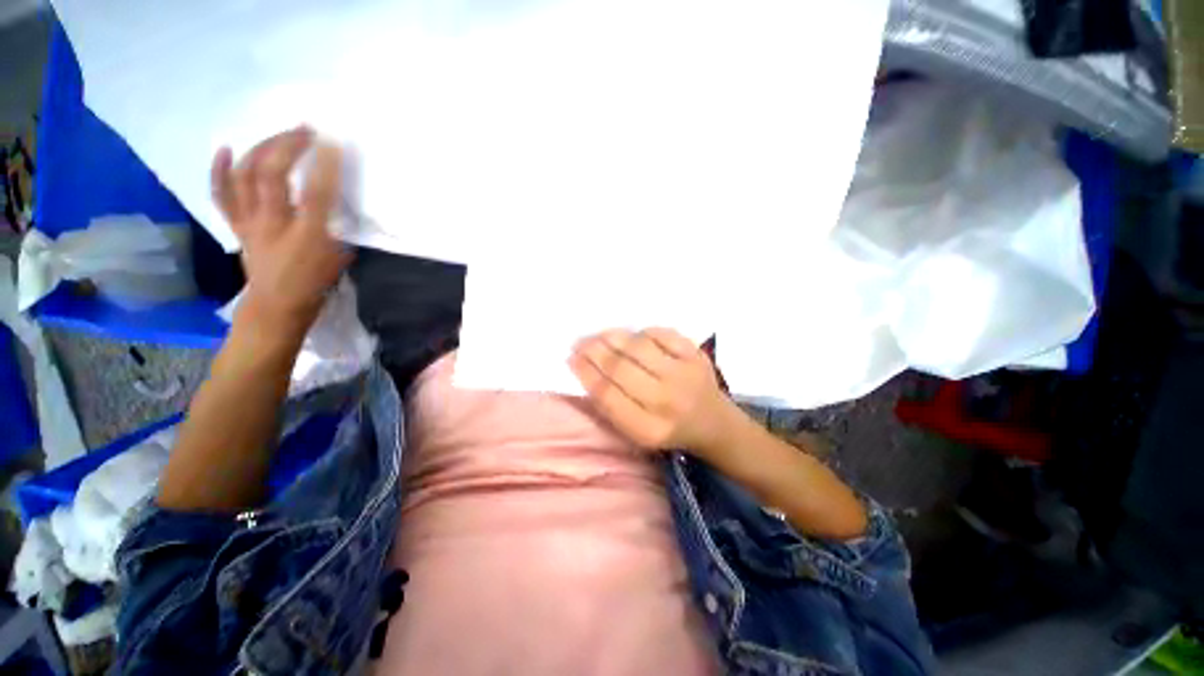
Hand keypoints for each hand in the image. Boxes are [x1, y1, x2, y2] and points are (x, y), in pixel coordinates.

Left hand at [211, 127, 350, 329]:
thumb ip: (337, 229)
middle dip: (288, 146)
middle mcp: (274, 224)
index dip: (324, 165)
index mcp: (307, 236)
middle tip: (305, 130)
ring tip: (279, 135)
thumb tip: (336, 204)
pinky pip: (223, 194)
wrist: (277, 306)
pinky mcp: (238, 225)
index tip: (333, 142)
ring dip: (262, 149)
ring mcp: (251, 222)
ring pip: (246, 177)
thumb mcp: (339, 259)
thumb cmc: (314, 284)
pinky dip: (220, 169)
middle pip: (272, 175)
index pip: (315, 194)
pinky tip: (227, 148)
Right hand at [569, 328, 737, 456]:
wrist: (713, 423)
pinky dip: (643, 332)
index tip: (571, 358)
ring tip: (599, 336)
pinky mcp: (696, 356)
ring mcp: (683, 374)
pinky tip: (633, 336)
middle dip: (593, 351)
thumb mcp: (637, 432)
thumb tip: (584, 367)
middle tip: (580, 342)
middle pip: (620, 368)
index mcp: (648, 429)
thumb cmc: (668, 428)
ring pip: (638, 347)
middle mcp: (666, 401)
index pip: (607, 395)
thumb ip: (611, 406)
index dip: (585, 373)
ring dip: (613, 337)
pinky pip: (662, 334)